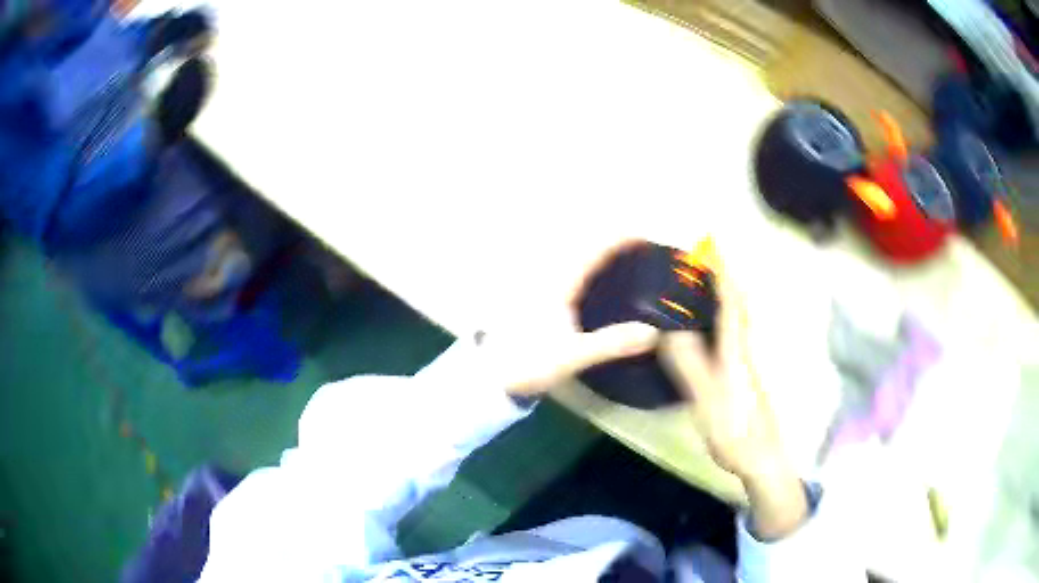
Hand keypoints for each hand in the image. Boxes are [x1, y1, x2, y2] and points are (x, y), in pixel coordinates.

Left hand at [488, 239, 658, 396]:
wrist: (492, 374)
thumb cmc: (530, 362)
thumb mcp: (573, 356)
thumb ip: (612, 343)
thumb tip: (652, 332)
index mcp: (559, 284)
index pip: (594, 250)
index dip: (620, 239)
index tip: (644, 237)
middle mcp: (547, 276)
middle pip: (583, 247)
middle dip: (611, 241)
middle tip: (637, 247)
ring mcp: (538, 283)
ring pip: (571, 256)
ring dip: (596, 251)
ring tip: (621, 258)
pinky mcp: (534, 295)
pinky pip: (564, 269)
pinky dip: (583, 266)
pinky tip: (592, 280)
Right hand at [658, 248, 807, 539]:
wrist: (764, 458)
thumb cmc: (736, 431)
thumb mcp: (706, 401)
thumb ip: (689, 364)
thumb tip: (667, 328)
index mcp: (738, 348)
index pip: (730, 298)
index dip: (721, 269)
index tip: (710, 242)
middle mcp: (748, 346)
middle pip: (740, 300)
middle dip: (725, 273)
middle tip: (704, 255)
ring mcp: (752, 359)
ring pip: (743, 315)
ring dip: (728, 291)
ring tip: (708, 278)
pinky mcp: (752, 371)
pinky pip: (740, 330)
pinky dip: (730, 314)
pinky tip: (718, 321)